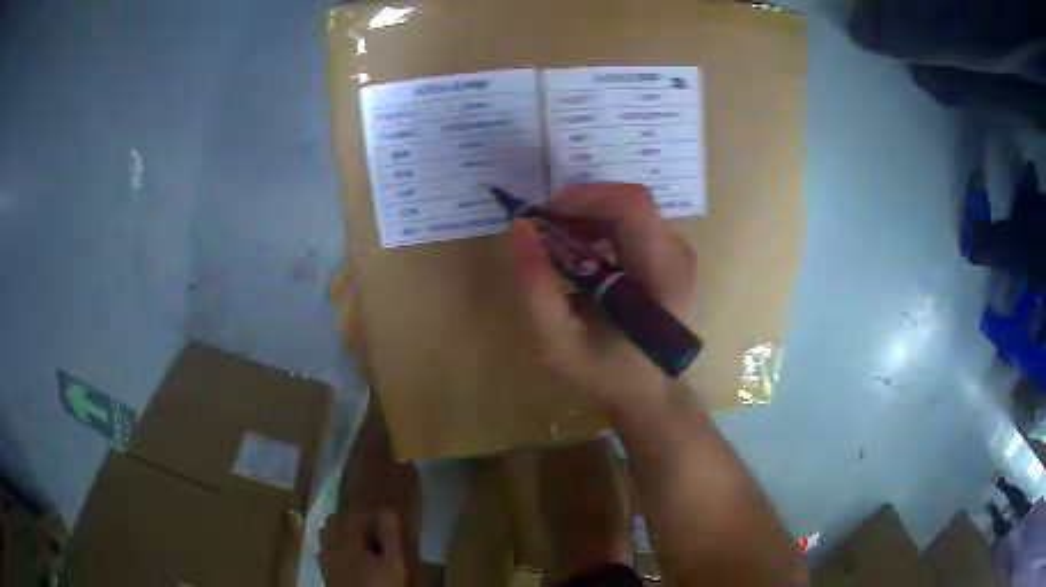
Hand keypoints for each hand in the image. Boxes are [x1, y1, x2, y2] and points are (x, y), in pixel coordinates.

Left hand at [318, 510, 405, 586]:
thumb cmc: (380, 585)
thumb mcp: (393, 563)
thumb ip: (390, 537)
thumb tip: (387, 512)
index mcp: (348, 539)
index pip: (354, 516)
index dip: (368, 515)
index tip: (382, 521)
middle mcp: (332, 544)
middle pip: (334, 522)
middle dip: (350, 522)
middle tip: (370, 532)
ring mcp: (325, 558)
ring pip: (327, 536)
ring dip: (340, 534)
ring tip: (359, 545)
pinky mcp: (324, 571)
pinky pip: (325, 551)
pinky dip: (335, 549)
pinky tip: (348, 560)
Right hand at [507, 183, 695, 410]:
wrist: (647, 391)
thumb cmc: (606, 372)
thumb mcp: (559, 341)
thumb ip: (536, 287)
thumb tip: (518, 228)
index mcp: (662, 275)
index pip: (633, 207)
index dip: (585, 198)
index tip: (545, 214)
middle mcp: (678, 255)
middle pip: (630, 201)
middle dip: (581, 204)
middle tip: (544, 227)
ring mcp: (677, 253)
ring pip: (630, 207)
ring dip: (588, 214)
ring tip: (556, 239)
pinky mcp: (669, 255)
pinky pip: (633, 221)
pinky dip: (600, 224)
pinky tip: (578, 248)